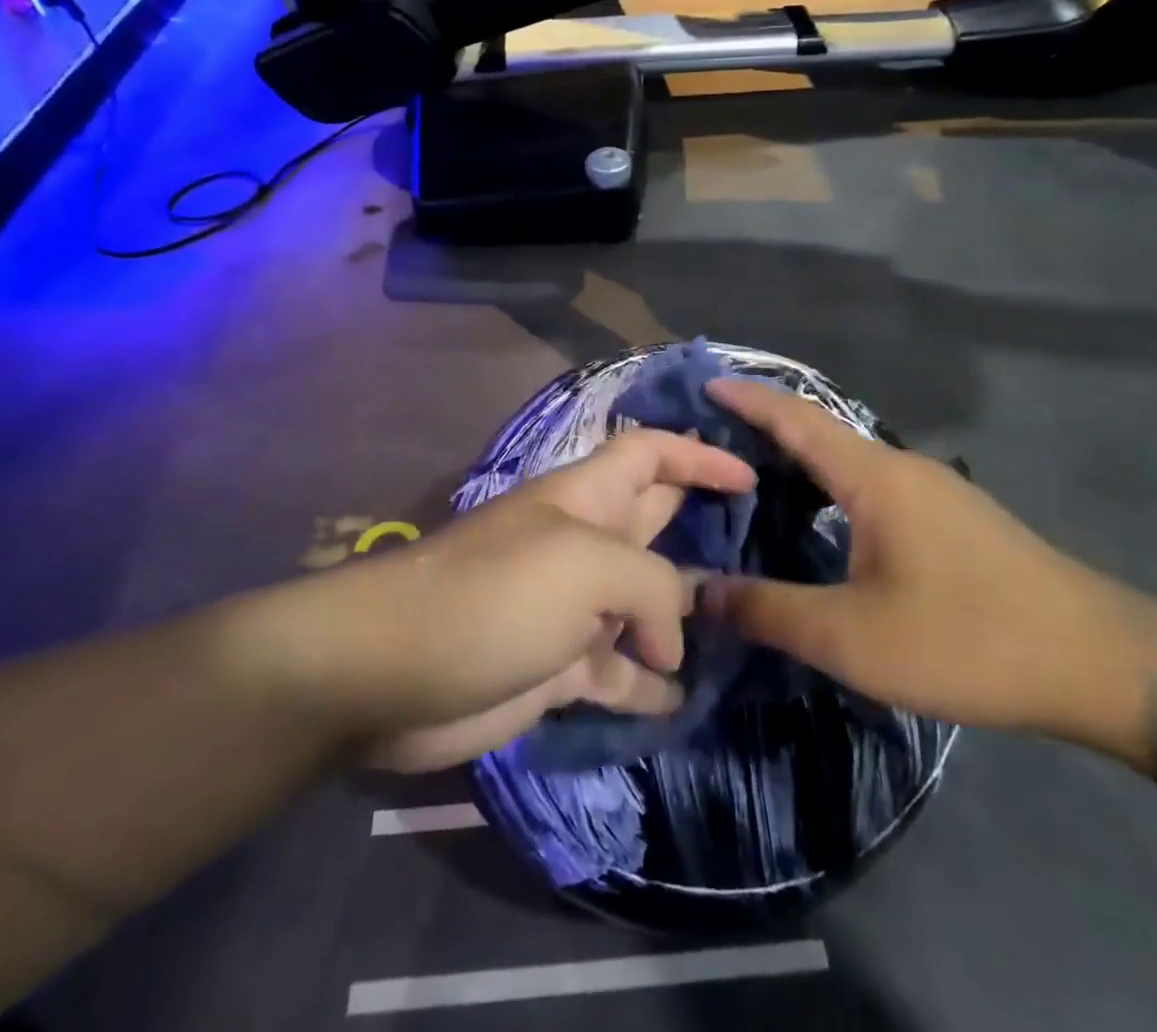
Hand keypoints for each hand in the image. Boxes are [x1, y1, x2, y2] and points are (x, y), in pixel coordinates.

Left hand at [295, 430, 754, 772]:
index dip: (699, 457)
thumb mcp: (586, 568)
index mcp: (588, 498)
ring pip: (645, 604)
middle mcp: (585, 545)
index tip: (751, 478)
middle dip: (703, 532)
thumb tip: (672, 642)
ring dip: (685, 619)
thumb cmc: (494, 594)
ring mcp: (572, 608)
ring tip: (741, 637)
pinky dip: (648, 684)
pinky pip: (620, 671)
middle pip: (656, 524)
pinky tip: (680, 703)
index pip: (651, 453)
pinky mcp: (558, 668)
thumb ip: (653, 589)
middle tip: (764, 555)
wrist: (393, 672)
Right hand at [700, 380, 1156, 760]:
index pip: (796, 418)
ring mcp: (934, 490)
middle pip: (819, 432)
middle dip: (763, 427)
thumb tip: (701, 592)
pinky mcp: (953, 517)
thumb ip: (770, 611)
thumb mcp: (853, 637)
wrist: (1100, 663)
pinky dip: (829, 487)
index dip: (748, 397)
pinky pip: (872, 484)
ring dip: (799, 460)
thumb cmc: (967, 639)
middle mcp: (901, 467)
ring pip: (848, 460)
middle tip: (710, 441)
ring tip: (751, 480)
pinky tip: (819, 521)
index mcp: (874, 476)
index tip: (704, 383)